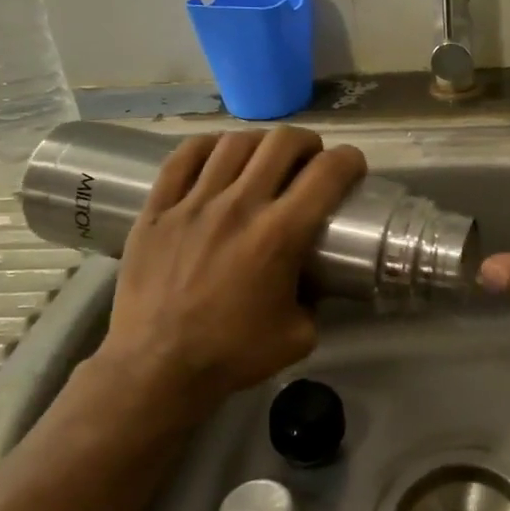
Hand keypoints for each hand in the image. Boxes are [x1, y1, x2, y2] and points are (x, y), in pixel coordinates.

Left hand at [90, 127, 366, 416]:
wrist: (157, 367)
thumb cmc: (232, 353)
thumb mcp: (299, 335)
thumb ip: (315, 300)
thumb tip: (315, 281)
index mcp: (280, 234)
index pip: (327, 174)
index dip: (349, 160)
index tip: (352, 166)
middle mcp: (240, 206)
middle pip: (282, 143)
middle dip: (308, 143)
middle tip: (311, 159)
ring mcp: (194, 203)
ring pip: (234, 143)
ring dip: (261, 143)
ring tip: (265, 157)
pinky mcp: (157, 209)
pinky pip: (183, 157)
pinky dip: (208, 146)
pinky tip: (218, 154)